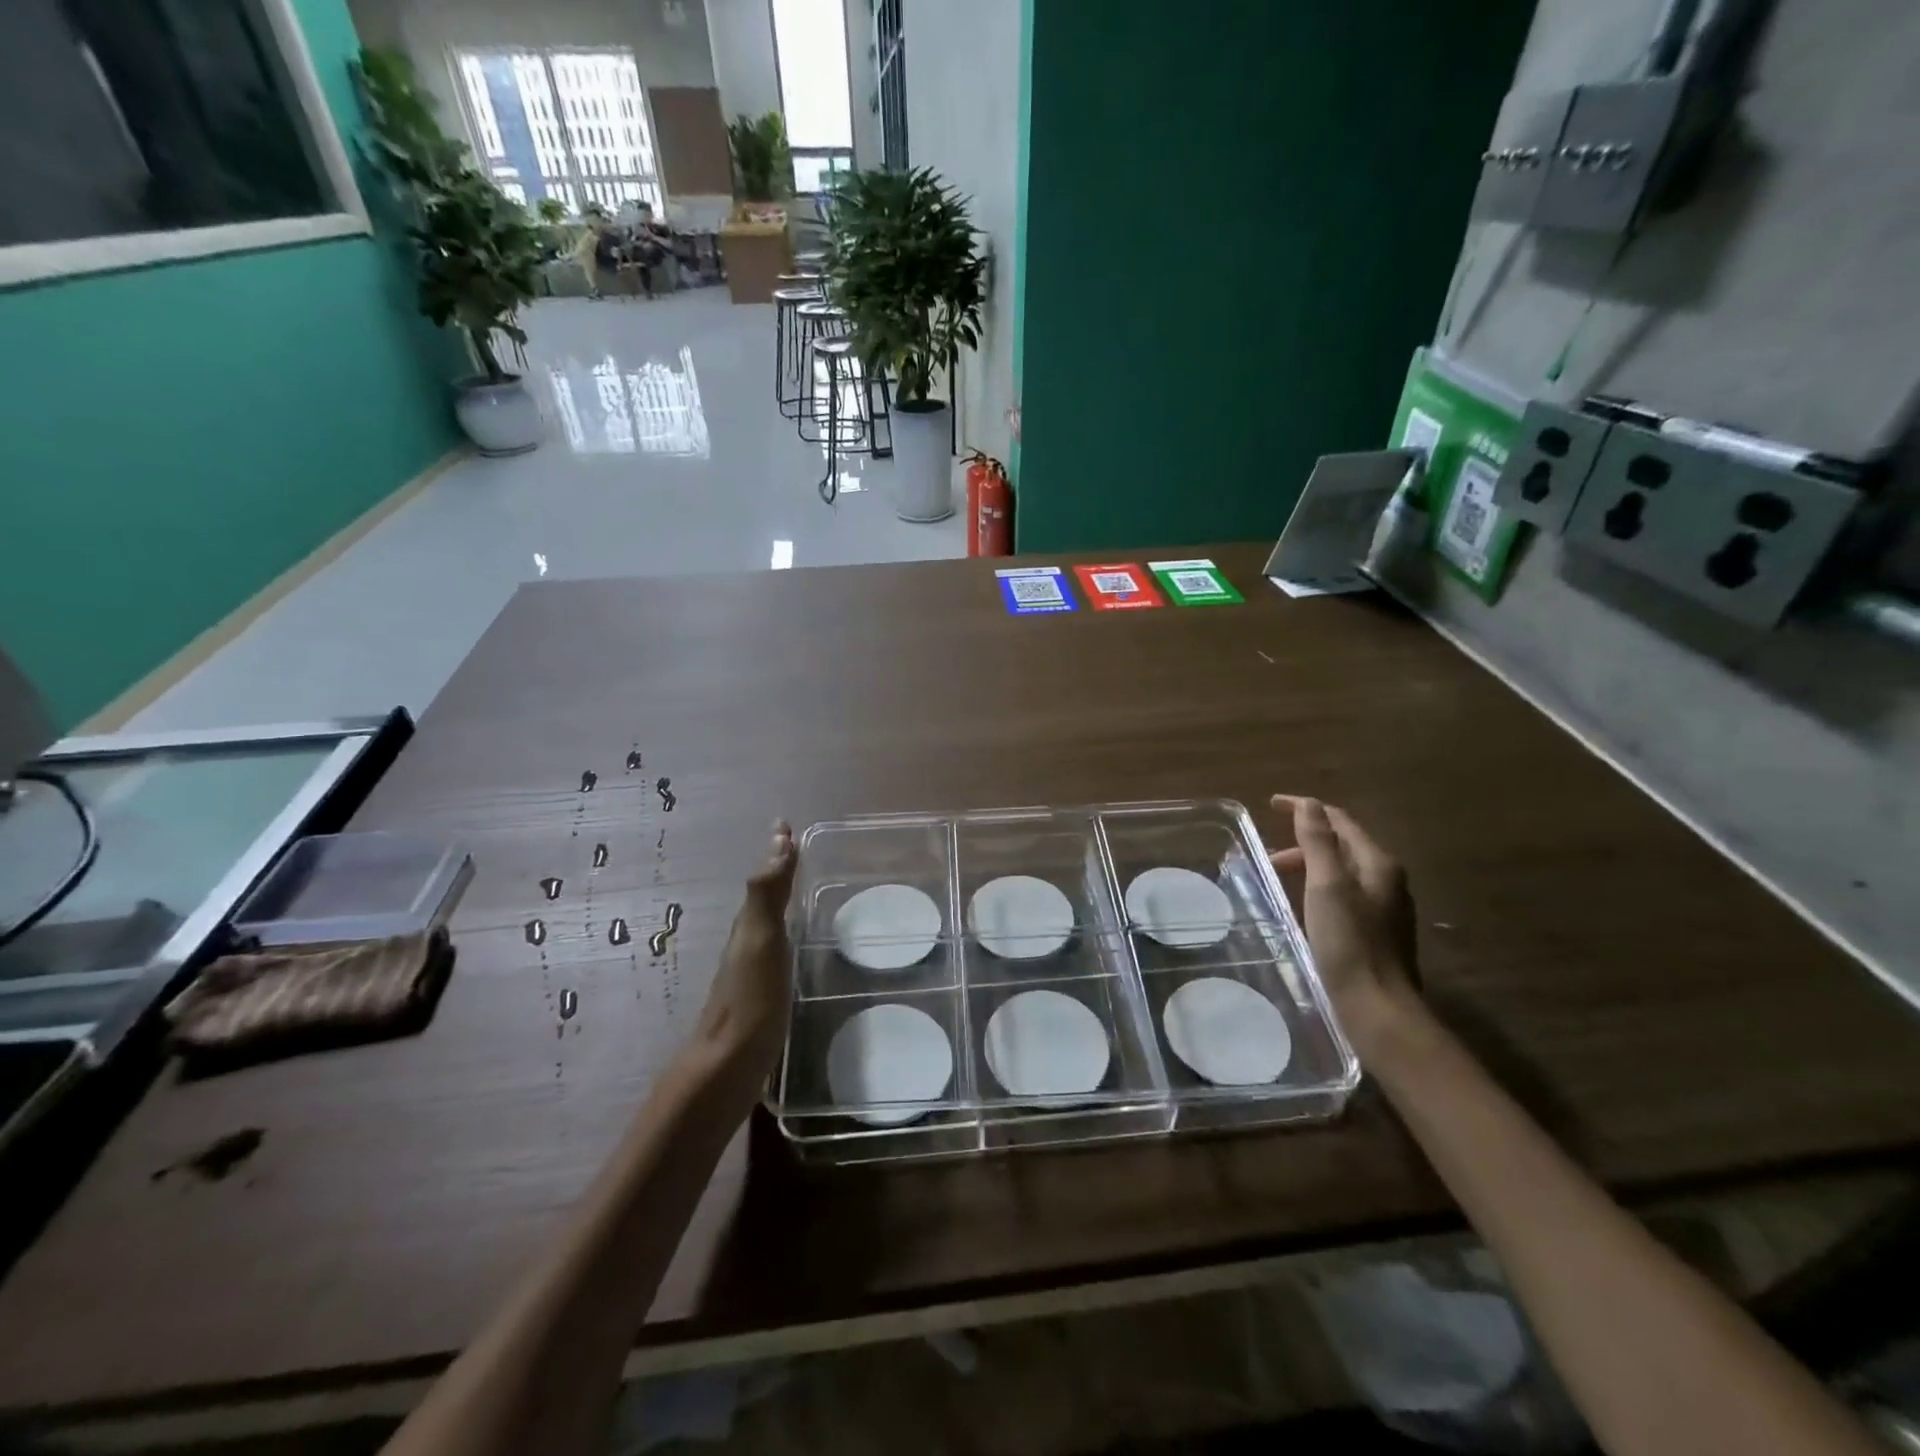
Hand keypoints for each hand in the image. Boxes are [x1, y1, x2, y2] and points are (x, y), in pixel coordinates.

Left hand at [691, 821, 797, 1080]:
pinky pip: (776, 950)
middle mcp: (747, 943)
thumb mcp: (761, 938)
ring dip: (781, 901)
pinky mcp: (762, 997)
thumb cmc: (750, 999)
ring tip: (803, 890)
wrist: (728, 1067)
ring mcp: (752, 972)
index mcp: (749, 926)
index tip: (787, 824)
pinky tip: (798, 946)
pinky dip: (786, 933)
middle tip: (800, 850)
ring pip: (768, 923)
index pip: (765, 877)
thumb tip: (779, 837)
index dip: (777, 851)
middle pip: (764, 897)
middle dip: (780, 871)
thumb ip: (767, 892)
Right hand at [1268, 795, 1417, 1046]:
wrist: (1378, 1009)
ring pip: (1342, 872)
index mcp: (1378, 864)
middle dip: (1305, 842)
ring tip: (1280, 880)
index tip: (1271, 805)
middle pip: (1342, 846)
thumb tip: (1308, 804)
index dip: (1306, 808)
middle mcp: (1388, 881)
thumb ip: (1317, 842)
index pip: (1340, 821)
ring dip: (1310, 866)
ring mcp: (1385, 909)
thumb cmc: (1349, 942)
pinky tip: (1303, 908)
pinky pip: (1344, 895)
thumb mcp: (1327, 885)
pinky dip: (1318, 889)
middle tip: (1269, 856)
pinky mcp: (1377, 934)